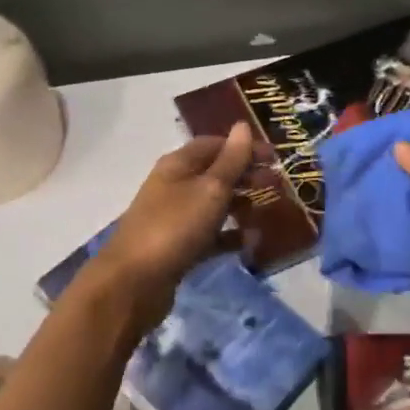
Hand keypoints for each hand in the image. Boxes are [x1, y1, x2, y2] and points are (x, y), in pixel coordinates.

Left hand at [87, 122, 254, 332]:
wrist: (132, 284)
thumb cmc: (174, 227)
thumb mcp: (209, 189)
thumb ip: (231, 160)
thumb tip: (243, 126)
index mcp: (178, 164)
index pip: (214, 144)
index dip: (244, 147)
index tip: (275, 158)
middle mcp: (174, 186)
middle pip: (215, 173)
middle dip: (246, 175)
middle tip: (277, 184)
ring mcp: (174, 218)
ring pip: (213, 204)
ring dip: (240, 204)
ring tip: (268, 210)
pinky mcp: (177, 248)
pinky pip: (209, 235)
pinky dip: (229, 236)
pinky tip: (249, 242)